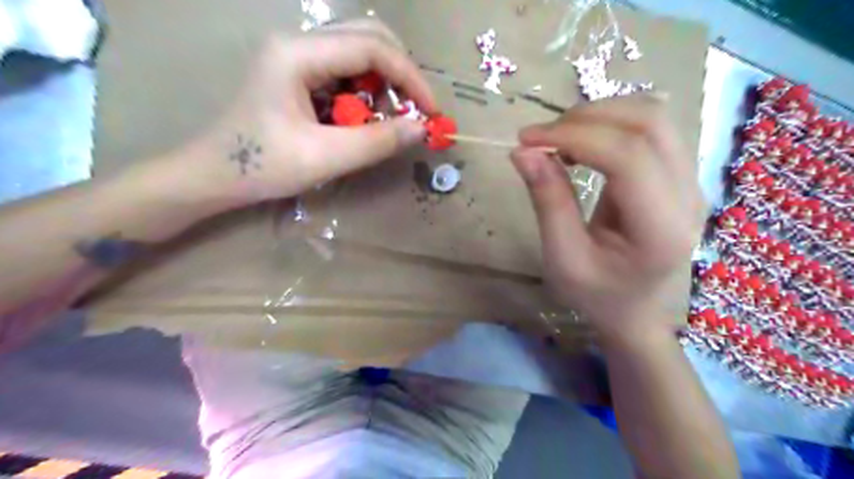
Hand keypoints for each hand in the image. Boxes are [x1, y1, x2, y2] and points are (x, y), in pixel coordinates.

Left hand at [178, 18, 435, 208]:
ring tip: (379, 125)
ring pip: (360, 54)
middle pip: (368, 37)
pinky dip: (365, 96)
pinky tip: (359, 122)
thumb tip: (422, 129)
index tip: (430, 112)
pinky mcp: (301, 73)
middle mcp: (299, 43)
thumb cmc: (262, 166)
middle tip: (411, 113)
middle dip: (399, 76)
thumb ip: (376, 142)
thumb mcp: (325, 158)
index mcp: (298, 55)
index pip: (372, 47)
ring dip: (382, 87)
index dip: (410, 77)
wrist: (215, 175)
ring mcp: (298, 56)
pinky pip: (347, 73)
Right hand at [509, 93, 704, 339]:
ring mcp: (690, 182)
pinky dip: (610, 124)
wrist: (634, 309)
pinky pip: (651, 130)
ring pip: (653, 118)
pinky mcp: (680, 175)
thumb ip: (547, 202)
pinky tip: (583, 143)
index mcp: (660, 229)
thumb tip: (522, 151)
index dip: (575, 136)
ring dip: (599, 115)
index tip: (527, 139)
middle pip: (648, 124)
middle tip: (541, 138)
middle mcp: (688, 197)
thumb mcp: (562, 258)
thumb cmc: (595, 294)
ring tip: (559, 139)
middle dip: (587, 117)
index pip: (627, 157)